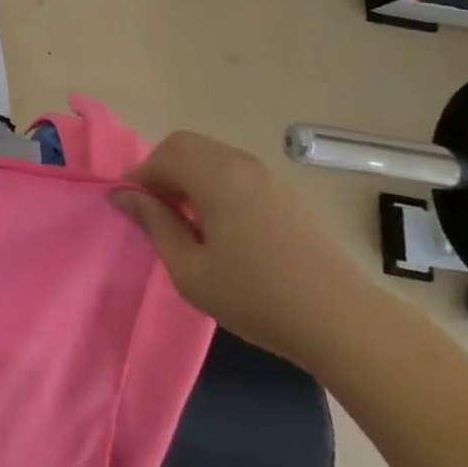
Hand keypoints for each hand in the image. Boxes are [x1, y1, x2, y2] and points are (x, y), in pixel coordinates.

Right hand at [112, 131, 384, 372]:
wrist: (343, 321)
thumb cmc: (257, 296)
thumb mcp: (190, 270)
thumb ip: (154, 224)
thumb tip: (124, 195)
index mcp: (214, 175)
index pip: (162, 156)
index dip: (138, 178)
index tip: (129, 209)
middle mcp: (239, 162)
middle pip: (185, 145)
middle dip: (161, 170)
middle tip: (154, 211)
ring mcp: (266, 175)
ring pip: (210, 155)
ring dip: (187, 175)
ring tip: (184, 220)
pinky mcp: (283, 192)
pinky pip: (233, 170)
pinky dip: (212, 182)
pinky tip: (217, 224)